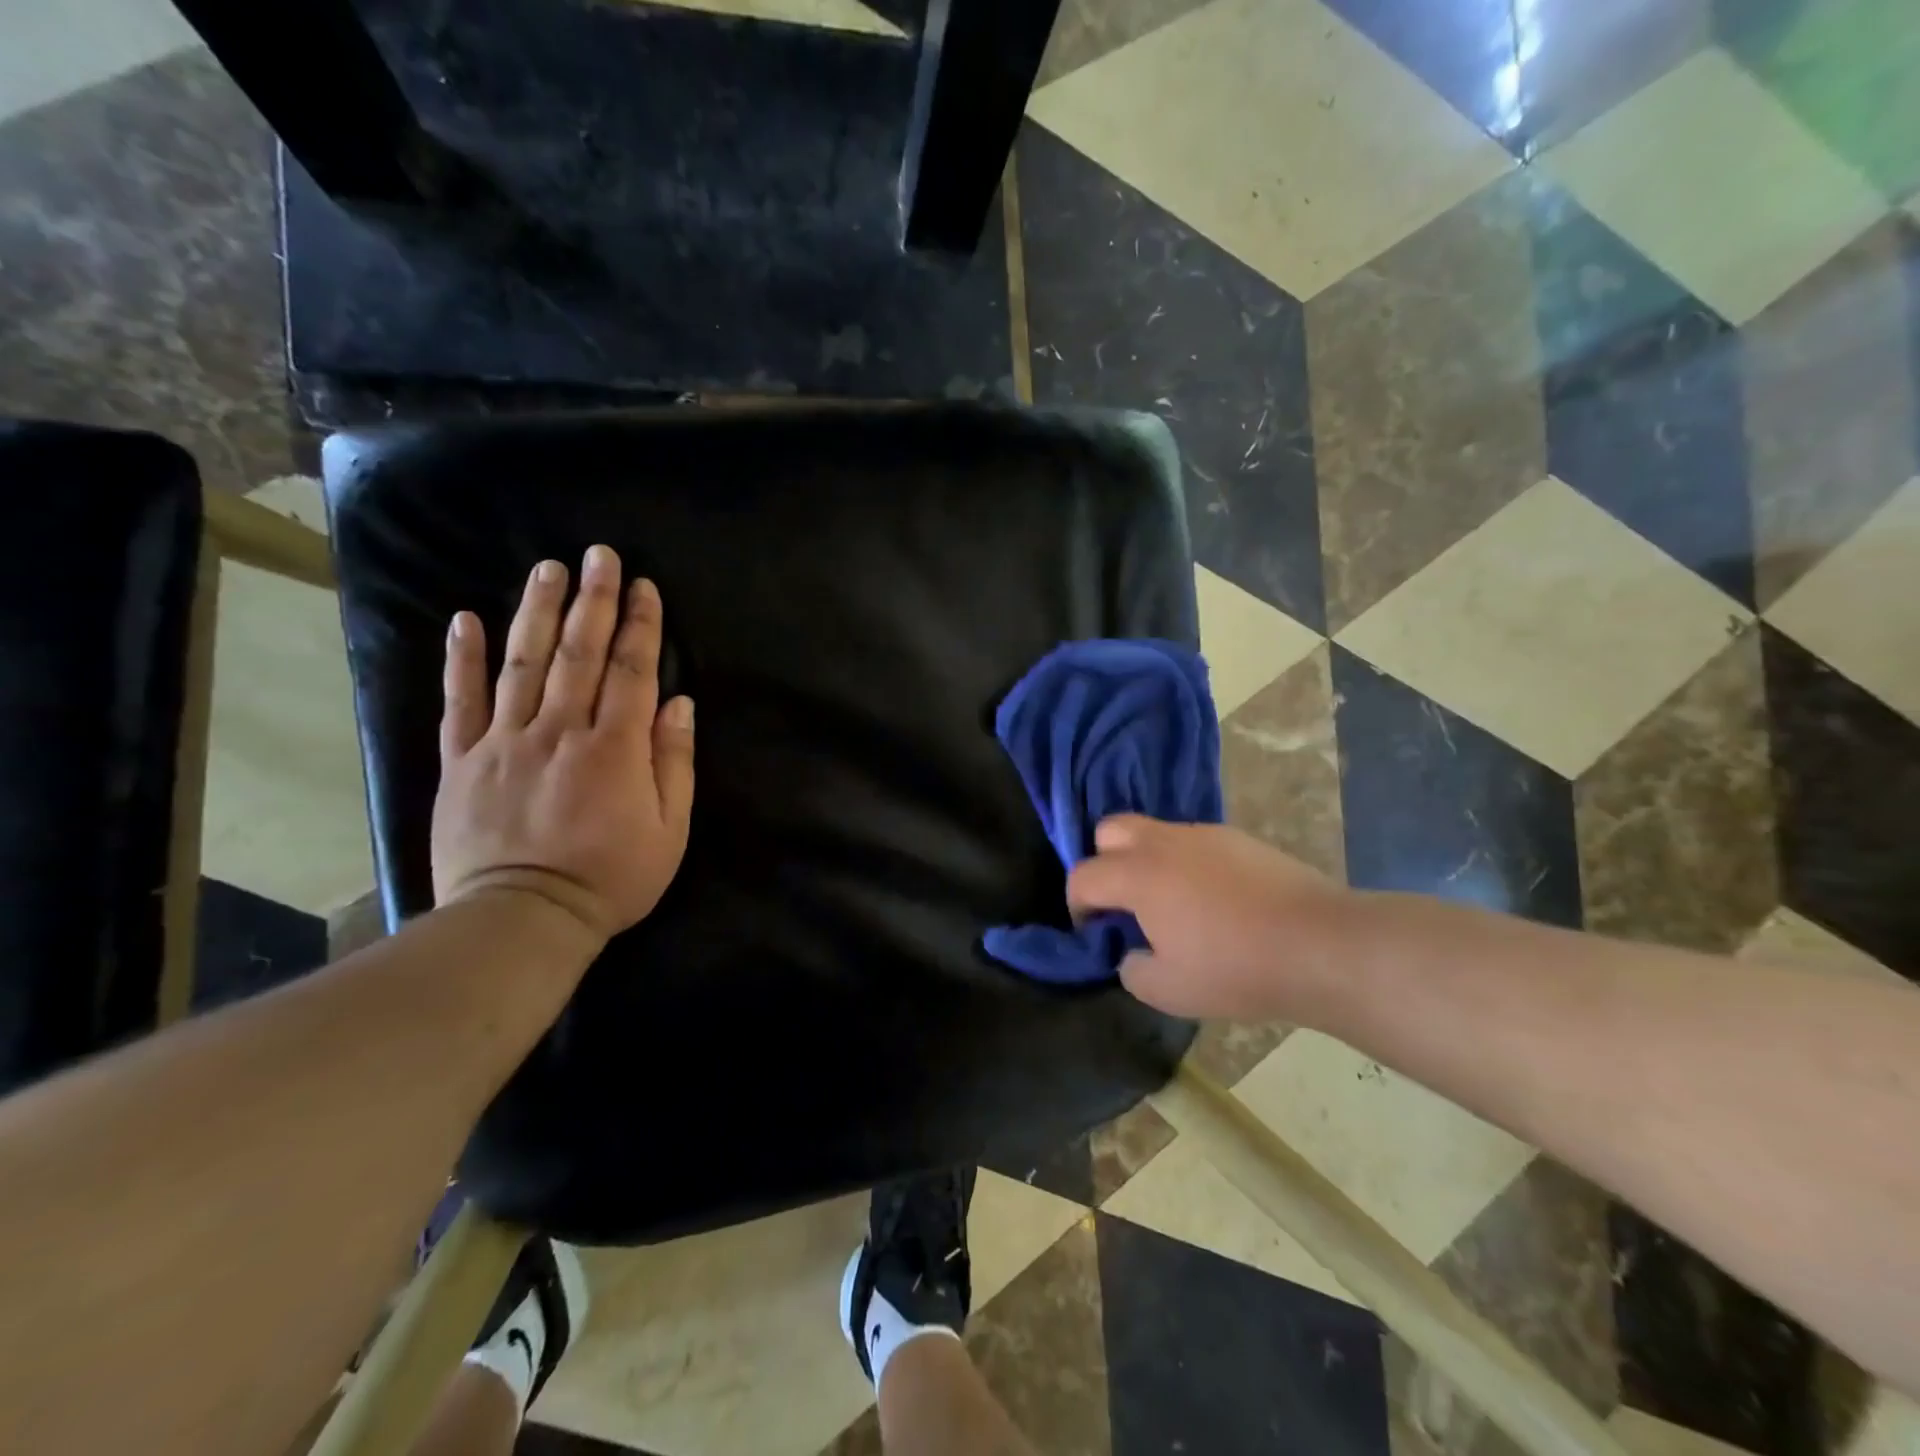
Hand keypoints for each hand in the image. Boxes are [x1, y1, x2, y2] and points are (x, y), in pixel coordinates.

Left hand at [431, 545, 695, 943]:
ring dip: (536, 611)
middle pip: (579, 654)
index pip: (632, 671)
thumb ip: (674, 762)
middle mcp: (560, 731)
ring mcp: (505, 742)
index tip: (644, 586)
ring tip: (547, 569)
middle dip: (593, 600)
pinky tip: (465, 619)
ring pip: (522, 663)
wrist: (523, 919)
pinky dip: (461, 659)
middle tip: (598, 555)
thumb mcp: (669, 829)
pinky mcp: (463, 761)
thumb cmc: (611, 877)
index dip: (641, 626)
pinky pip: (459, 702)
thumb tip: (679, 704)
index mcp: (615, 748)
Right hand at [1065, 816, 1343, 1020]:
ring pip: (1154, 832)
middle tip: (1123, 902)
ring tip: (1171, 904)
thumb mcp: (1168, 991)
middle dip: (1103, 862)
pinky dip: (1184, 863)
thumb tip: (1132, 953)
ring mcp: (1203, 835)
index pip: (1084, 875)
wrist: (1320, 944)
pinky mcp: (1237, 838)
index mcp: (1138, 875)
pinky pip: (1192, 842)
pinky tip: (1212, 900)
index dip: (1077, 904)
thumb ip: (1132, 969)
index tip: (1094, 931)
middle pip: (1109, 830)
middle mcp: (1163, 842)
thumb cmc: (1235, 969)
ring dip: (1146, 861)